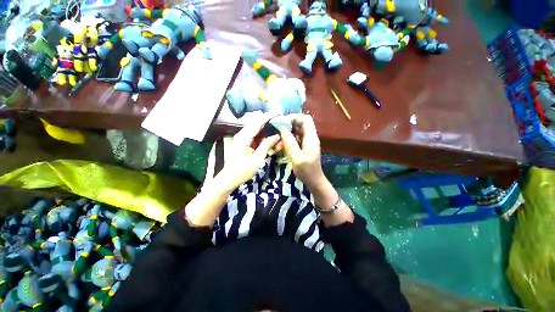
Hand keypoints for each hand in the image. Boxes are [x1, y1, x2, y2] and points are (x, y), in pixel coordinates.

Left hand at [218, 115, 279, 190]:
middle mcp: (242, 134)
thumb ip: (266, 146)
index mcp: (243, 137)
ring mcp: (242, 138)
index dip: (268, 117)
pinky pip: (255, 135)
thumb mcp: (256, 160)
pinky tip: (270, 137)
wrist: (229, 178)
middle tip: (280, 120)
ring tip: (277, 127)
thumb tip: (276, 136)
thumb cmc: (242, 171)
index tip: (278, 112)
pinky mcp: (244, 142)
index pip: (257, 123)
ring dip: (266, 128)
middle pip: (256, 123)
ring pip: (256, 129)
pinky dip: (263, 135)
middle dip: (268, 121)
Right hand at [279, 114, 324, 189]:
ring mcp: (308, 141)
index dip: (294, 117)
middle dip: (289, 123)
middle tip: (277, 128)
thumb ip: (290, 143)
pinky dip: (289, 138)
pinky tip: (282, 144)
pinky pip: (296, 137)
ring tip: (278, 137)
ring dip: (288, 131)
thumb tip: (282, 129)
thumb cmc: (307, 172)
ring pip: (298, 130)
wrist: (314, 181)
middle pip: (301, 123)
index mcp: (311, 138)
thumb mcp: (297, 159)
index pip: (305, 119)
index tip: (282, 122)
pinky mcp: (304, 146)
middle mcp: (310, 137)